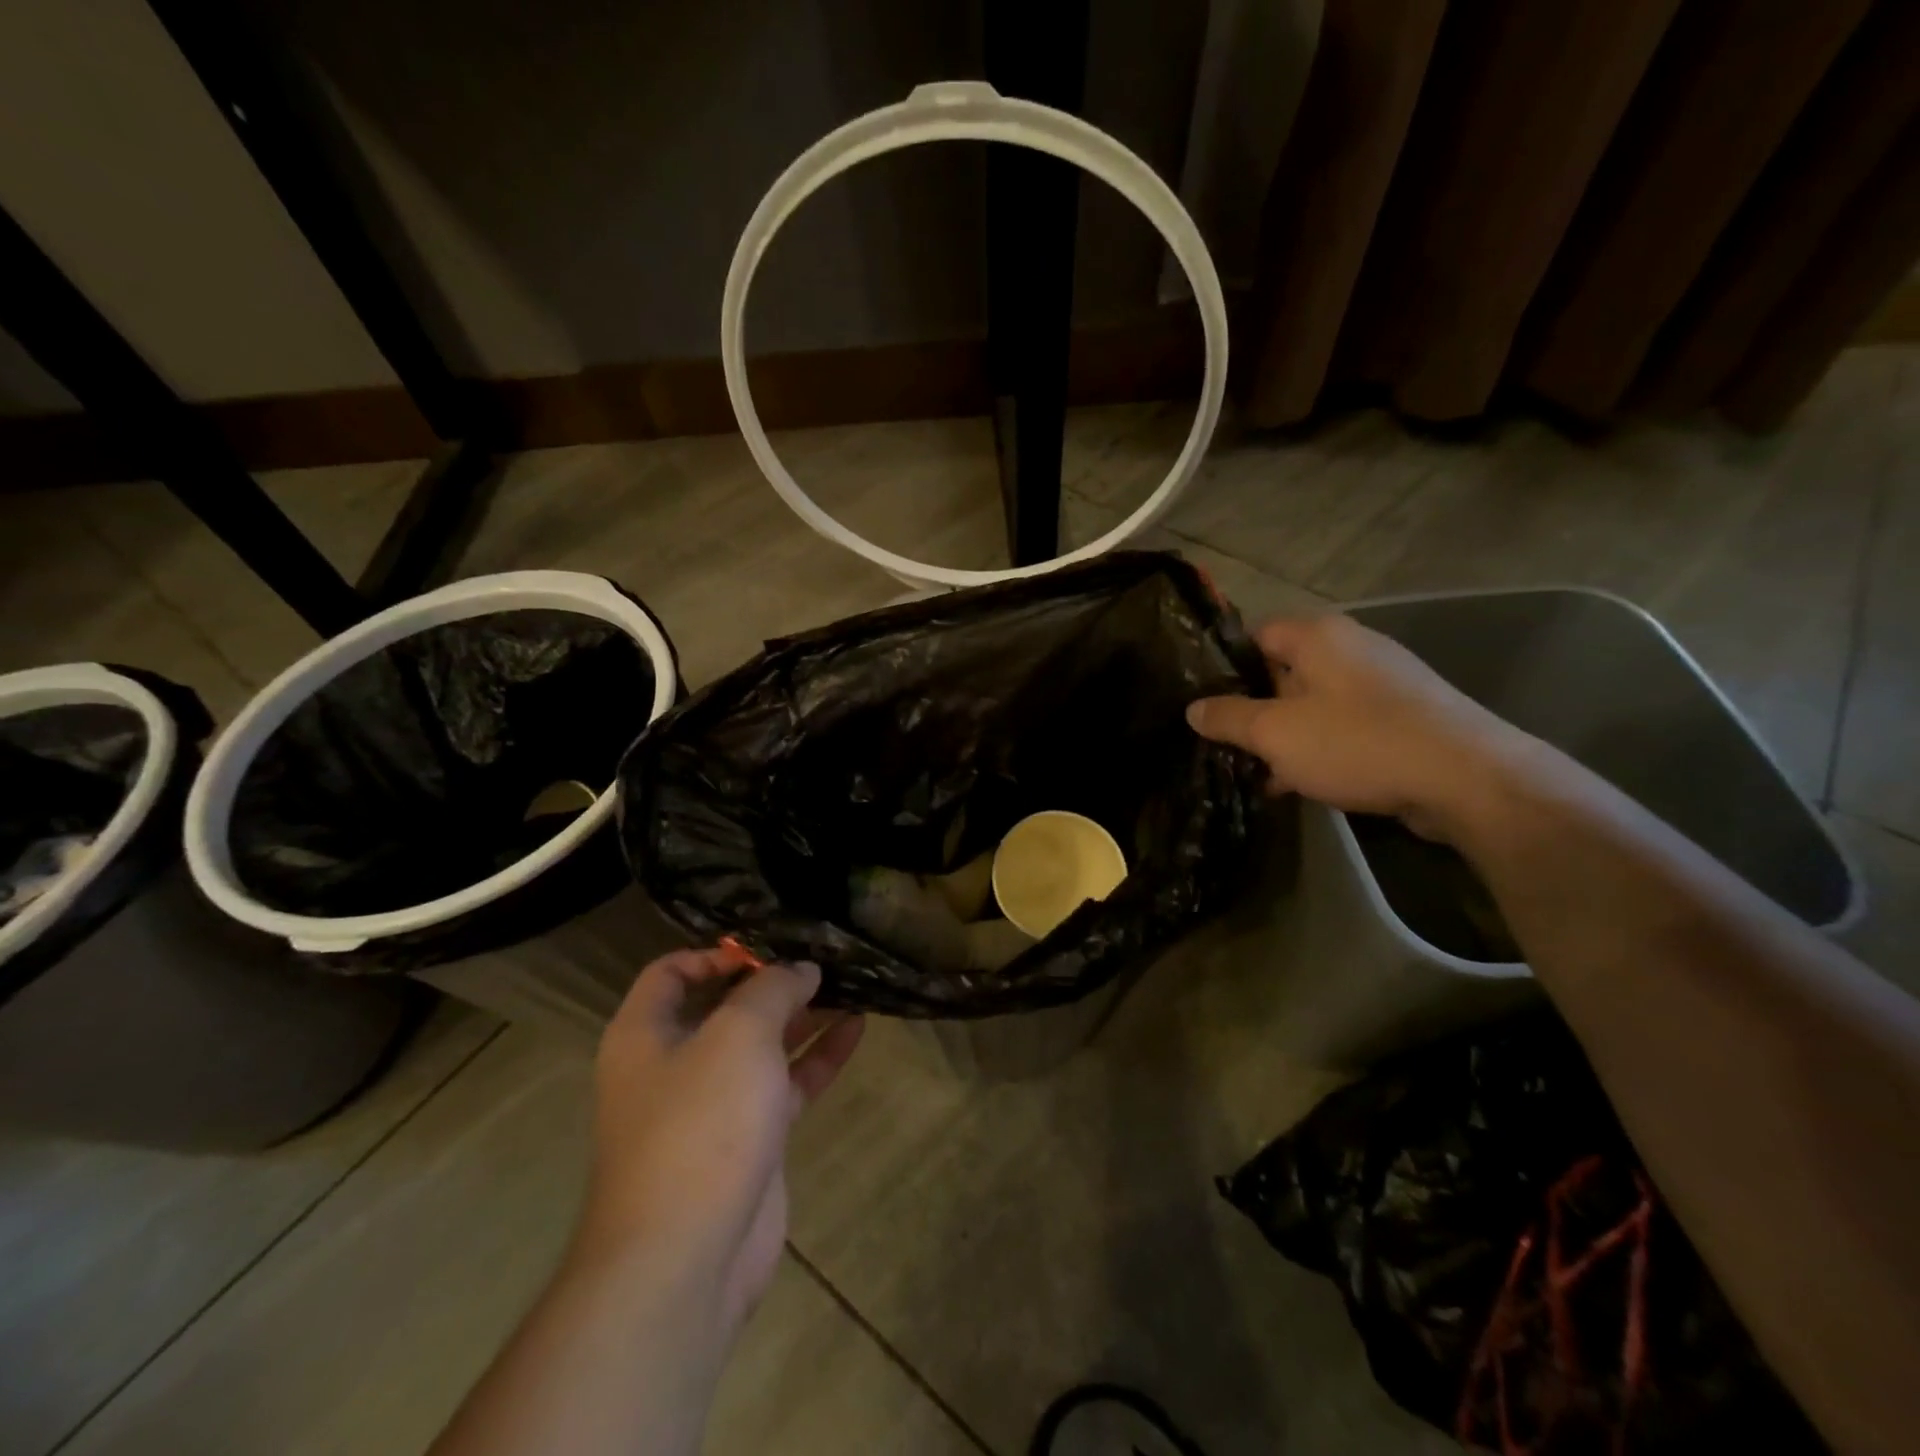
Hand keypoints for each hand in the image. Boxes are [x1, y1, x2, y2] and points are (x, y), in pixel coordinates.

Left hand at [577, 948, 863, 1335]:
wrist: (686, 1259)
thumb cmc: (700, 1123)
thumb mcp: (739, 1034)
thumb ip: (772, 990)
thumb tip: (800, 969)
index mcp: (646, 1034)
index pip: (672, 972)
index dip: (718, 953)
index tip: (769, 948)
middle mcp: (674, 1064)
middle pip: (724, 1007)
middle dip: (772, 982)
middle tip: (823, 958)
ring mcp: (713, 1105)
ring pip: (762, 1045)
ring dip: (802, 1016)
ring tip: (849, 983)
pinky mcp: (749, 1139)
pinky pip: (786, 1084)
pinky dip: (818, 1057)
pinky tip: (857, 1028)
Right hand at [1187, 614, 1524, 840]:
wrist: (1466, 779)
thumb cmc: (1357, 742)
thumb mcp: (1276, 733)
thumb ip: (1228, 718)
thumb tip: (1193, 708)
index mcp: (1317, 635)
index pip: (1253, 635)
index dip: (1224, 667)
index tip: (1202, 702)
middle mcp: (1350, 646)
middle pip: (1282, 670)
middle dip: (1252, 709)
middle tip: (1224, 743)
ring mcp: (1381, 681)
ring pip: (1311, 702)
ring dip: (1284, 735)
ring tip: (1256, 771)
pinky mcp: (1402, 715)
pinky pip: (1343, 724)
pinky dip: (1319, 747)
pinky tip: (1300, 783)